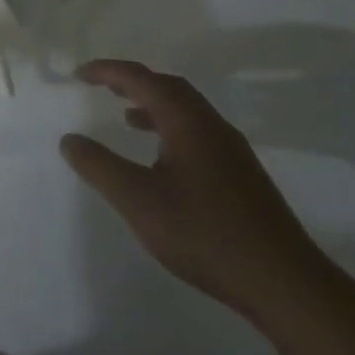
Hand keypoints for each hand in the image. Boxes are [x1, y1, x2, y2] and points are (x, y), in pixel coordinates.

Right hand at [60, 60, 330, 321]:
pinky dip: (170, 129)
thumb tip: (70, 139)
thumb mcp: (137, 200)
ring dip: (153, 105)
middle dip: (133, 81)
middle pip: (170, 87)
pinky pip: (198, 133)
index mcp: (188, 123)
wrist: (285, 284)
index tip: (78, 75)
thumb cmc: (205, 234)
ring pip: (187, 111)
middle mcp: (213, 127)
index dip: (107, 71)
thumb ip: (99, 166)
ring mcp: (233, 152)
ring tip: (127, 116)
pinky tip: (161, 159)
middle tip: (101, 86)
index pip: (142, 79)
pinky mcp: (242, 177)